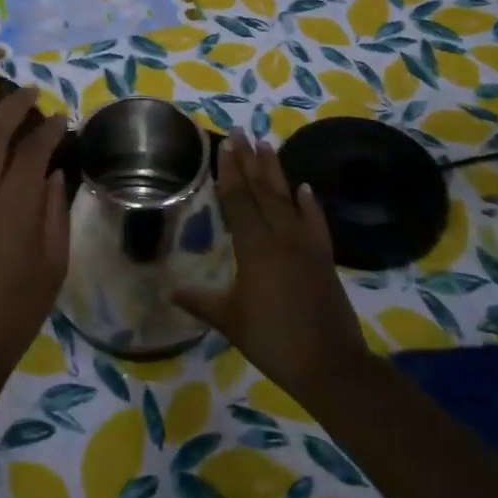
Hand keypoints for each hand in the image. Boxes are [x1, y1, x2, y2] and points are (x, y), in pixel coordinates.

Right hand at [172, 133, 369, 398]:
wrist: (329, 364)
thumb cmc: (272, 340)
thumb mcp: (229, 320)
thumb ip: (199, 301)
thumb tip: (168, 290)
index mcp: (255, 248)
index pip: (239, 200)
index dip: (230, 172)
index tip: (226, 145)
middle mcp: (281, 238)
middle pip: (263, 191)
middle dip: (250, 161)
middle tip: (242, 132)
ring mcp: (306, 246)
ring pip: (288, 200)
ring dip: (276, 172)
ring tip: (267, 145)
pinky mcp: (324, 258)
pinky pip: (315, 223)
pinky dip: (310, 204)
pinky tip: (304, 188)